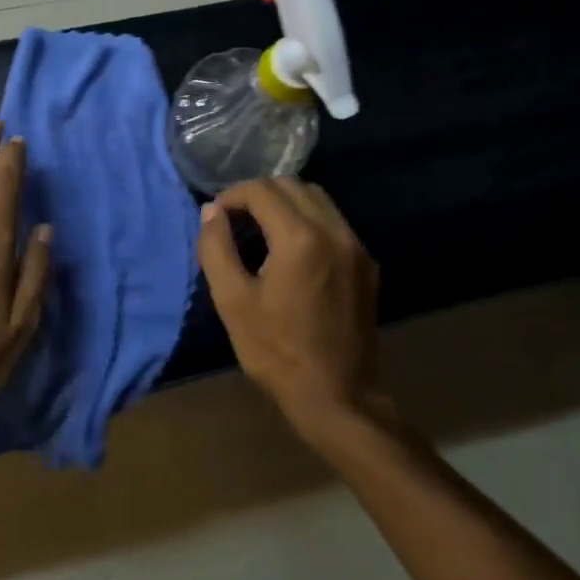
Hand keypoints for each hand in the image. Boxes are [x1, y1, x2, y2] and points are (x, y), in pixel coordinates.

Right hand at [197, 178, 387, 441]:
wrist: (336, 395)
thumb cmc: (276, 351)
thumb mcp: (233, 301)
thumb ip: (217, 249)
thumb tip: (211, 211)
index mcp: (300, 238)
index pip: (263, 190)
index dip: (233, 195)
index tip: (217, 215)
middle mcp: (335, 231)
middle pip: (293, 185)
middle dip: (259, 194)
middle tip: (235, 220)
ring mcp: (357, 247)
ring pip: (318, 200)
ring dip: (286, 204)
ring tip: (261, 232)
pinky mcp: (367, 265)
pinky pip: (335, 224)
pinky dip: (309, 221)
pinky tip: (292, 252)